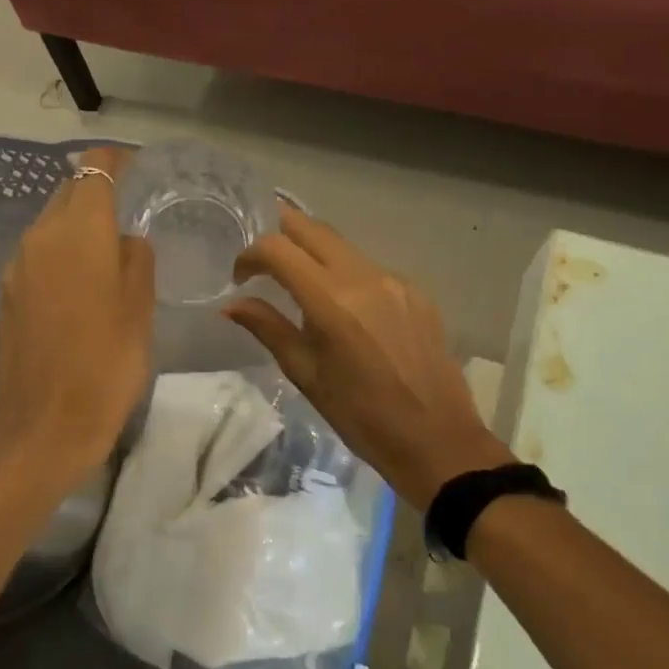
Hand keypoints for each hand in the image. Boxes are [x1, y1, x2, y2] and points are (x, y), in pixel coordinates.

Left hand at [0, 147, 154, 492]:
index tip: (139, 167)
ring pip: (51, 223)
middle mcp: (40, 236)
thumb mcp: (139, 307)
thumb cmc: (107, 363)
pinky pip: (39, 254)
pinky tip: (84, 281)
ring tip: (111, 246)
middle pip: (69, 192)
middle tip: (132, 207)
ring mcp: (18, 266)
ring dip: (78, 223)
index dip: (116, 161)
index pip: (94, 169)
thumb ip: (136, 258)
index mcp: (77, 230)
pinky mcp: (8, 294)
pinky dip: (63, 252)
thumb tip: (124, 239)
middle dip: (98, 190)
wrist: (45, 428)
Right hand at [225, 208, 510, 509]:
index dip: (250, 255)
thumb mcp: (306, 374)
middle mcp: (365, 277)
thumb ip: (268, 328)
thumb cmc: (361, 416)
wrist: (437, 439)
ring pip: (343, 246)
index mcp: (331, 300)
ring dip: (313, 251)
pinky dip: (345, 274)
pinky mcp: (416, 291)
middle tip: (261, 256)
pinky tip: (342, 305)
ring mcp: (395, 280)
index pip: (278, 248)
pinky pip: (370, 268)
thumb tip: (230, 305)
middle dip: (281, 230)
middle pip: (314, 229)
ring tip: (296, 278)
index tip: (240, 278)